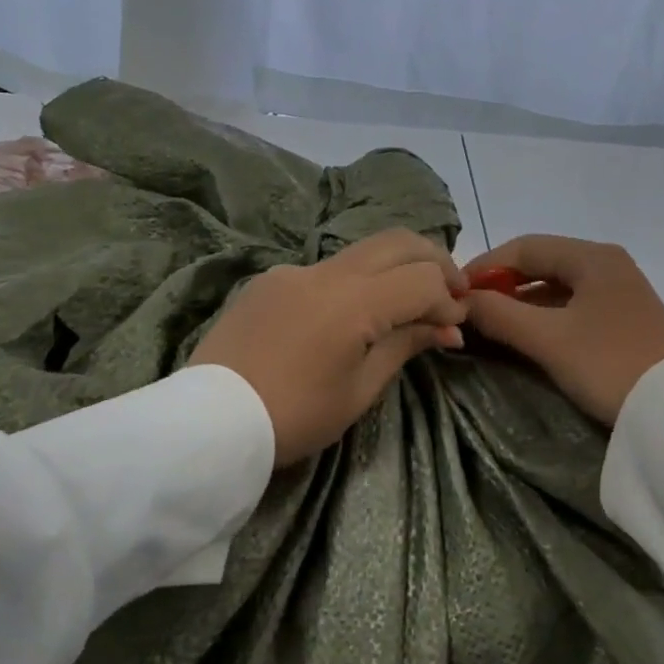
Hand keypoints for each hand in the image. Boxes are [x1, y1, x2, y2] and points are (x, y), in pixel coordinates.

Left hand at [191, 229, 467, 464]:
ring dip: (395, 265)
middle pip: (398, 242)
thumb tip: (447, 328)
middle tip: (451, 291)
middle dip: (435, 260)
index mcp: (353, 302)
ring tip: (408, 298)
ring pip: (361, 250)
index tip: (455, 328)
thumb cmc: (294, 416)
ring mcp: (293, 271)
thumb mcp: (358, 390)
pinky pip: (324, 269)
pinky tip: (350, 314)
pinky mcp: (268, 280)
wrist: (208, 422)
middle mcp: (326, 272)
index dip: (449, 300)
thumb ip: (404, 346)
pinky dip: (354, 280)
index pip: (422, 280)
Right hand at [461, 235, 663, 425]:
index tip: (454, 291)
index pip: (525, 247)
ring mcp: (621, 293)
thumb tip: (461, 301)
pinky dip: (545, 317)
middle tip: (470, 309)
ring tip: (490, 326)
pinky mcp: (625, 320)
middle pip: (542, 264)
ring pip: (557, 287)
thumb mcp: (548, 339)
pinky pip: (574, 307)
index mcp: (593, 256)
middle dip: (502, 285)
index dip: (485, 266)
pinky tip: (526, 337)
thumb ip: (499, 315)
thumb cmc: (608, 364)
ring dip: (522, 303)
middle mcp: (609, 265)